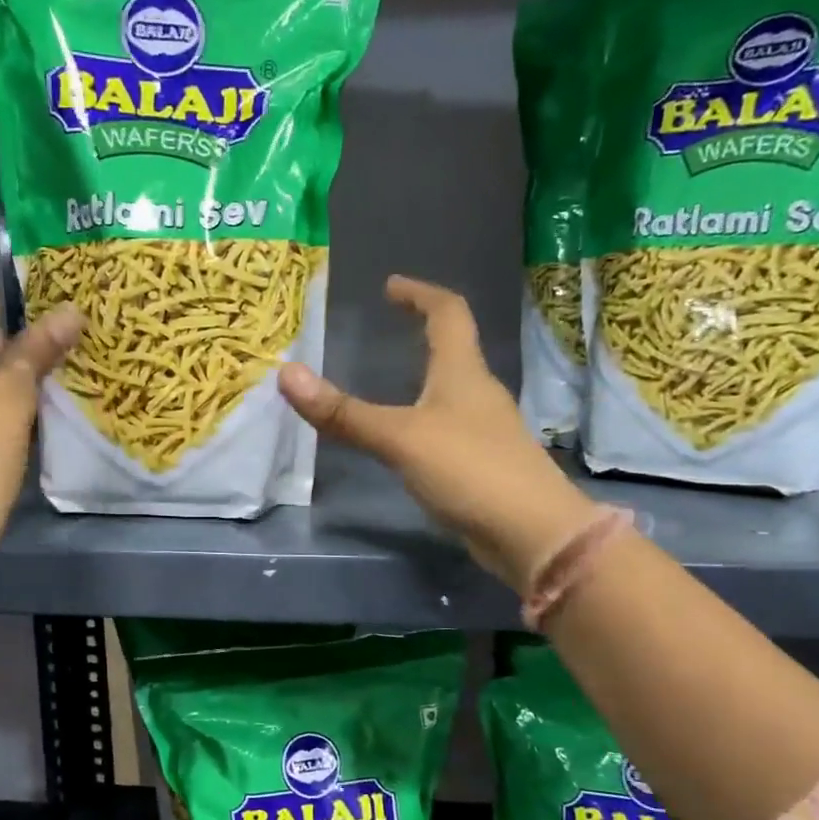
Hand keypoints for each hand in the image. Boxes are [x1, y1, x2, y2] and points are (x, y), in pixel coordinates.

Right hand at [278, 276, 592, 589]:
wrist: (532, 533)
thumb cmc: (469, 470)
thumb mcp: (399, 438)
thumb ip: (345, 413)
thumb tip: (286, 374)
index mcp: (463, 372)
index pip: (448, 312)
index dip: (420, 293)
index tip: (391, 286)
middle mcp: (478, 393)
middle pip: (454, 348)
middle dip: (422, 333)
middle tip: (386, 330)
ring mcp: (485, 430)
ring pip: (452, 390)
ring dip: (425, 377)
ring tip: (389, 381)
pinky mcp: (483, 464)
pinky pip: (448, 427)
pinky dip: (424, 418)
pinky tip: (407, 440)